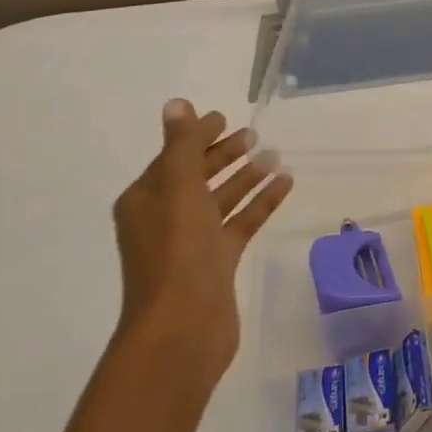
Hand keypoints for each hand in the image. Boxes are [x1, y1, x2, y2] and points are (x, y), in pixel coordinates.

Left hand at [111, 99, 292, 381]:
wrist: (184, 327)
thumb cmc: (177, 253)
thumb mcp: (178, 190)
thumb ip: (181, 146)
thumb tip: (177, 104)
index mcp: (146, 199)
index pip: (173, 157)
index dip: (197, 136)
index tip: (225, 118)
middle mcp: (166, 218)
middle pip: (198, 176)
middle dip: (224, 154)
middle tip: (254, 135)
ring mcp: (193, 242)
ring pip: (222, 200)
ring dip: (246, 177)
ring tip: (276, 156)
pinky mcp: (218, 263)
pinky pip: (240, 223)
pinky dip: (260, 203)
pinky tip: (285, 185)